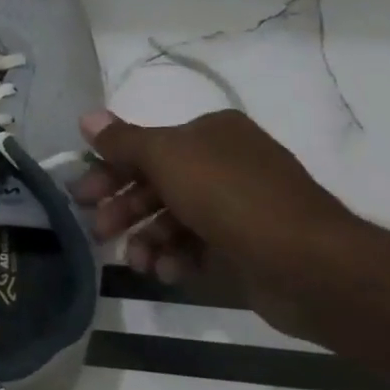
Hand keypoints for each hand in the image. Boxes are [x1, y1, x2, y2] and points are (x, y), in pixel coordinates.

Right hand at [73, 109, 357, 327]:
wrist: (308, 263)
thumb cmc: (230, 197)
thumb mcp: (167, 158)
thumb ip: (123, 141)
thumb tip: (87, 117)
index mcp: (211, 133)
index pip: (145, 146)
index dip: (108, 170)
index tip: (81, 196)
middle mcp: (224, 162)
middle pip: (154, 183)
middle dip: (123, 209)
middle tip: (97, 232)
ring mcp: (237, 205)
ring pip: (172, 218)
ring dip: (147, 239)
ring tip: (138, 262)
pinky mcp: (245, 244)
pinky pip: (196, 245)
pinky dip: (176, 257)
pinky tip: (168, 272)